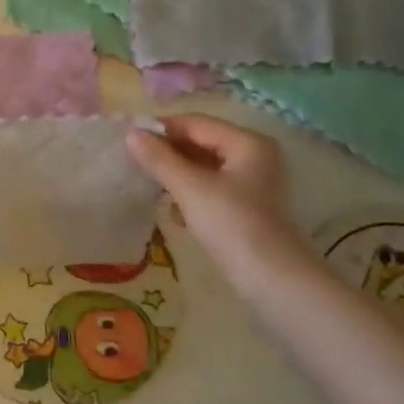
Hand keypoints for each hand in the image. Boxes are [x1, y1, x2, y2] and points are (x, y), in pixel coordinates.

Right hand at [127, 115, 310, 284]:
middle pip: (202, 143)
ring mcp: (253, 183)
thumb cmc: (232, 224)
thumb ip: (159, 159)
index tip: (129, 141)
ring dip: (177, 175)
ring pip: (205, 167)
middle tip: (136, 164)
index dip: (161, 129)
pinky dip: (191, 194)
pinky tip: (175, 213)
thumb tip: (131, 134)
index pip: (196, 123)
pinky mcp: (248, 207)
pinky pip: (212, 188)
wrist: (273, 280)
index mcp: (248, 143)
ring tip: (151, 187)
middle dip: (169, 153)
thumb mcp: (190, 188)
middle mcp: (255, 156)